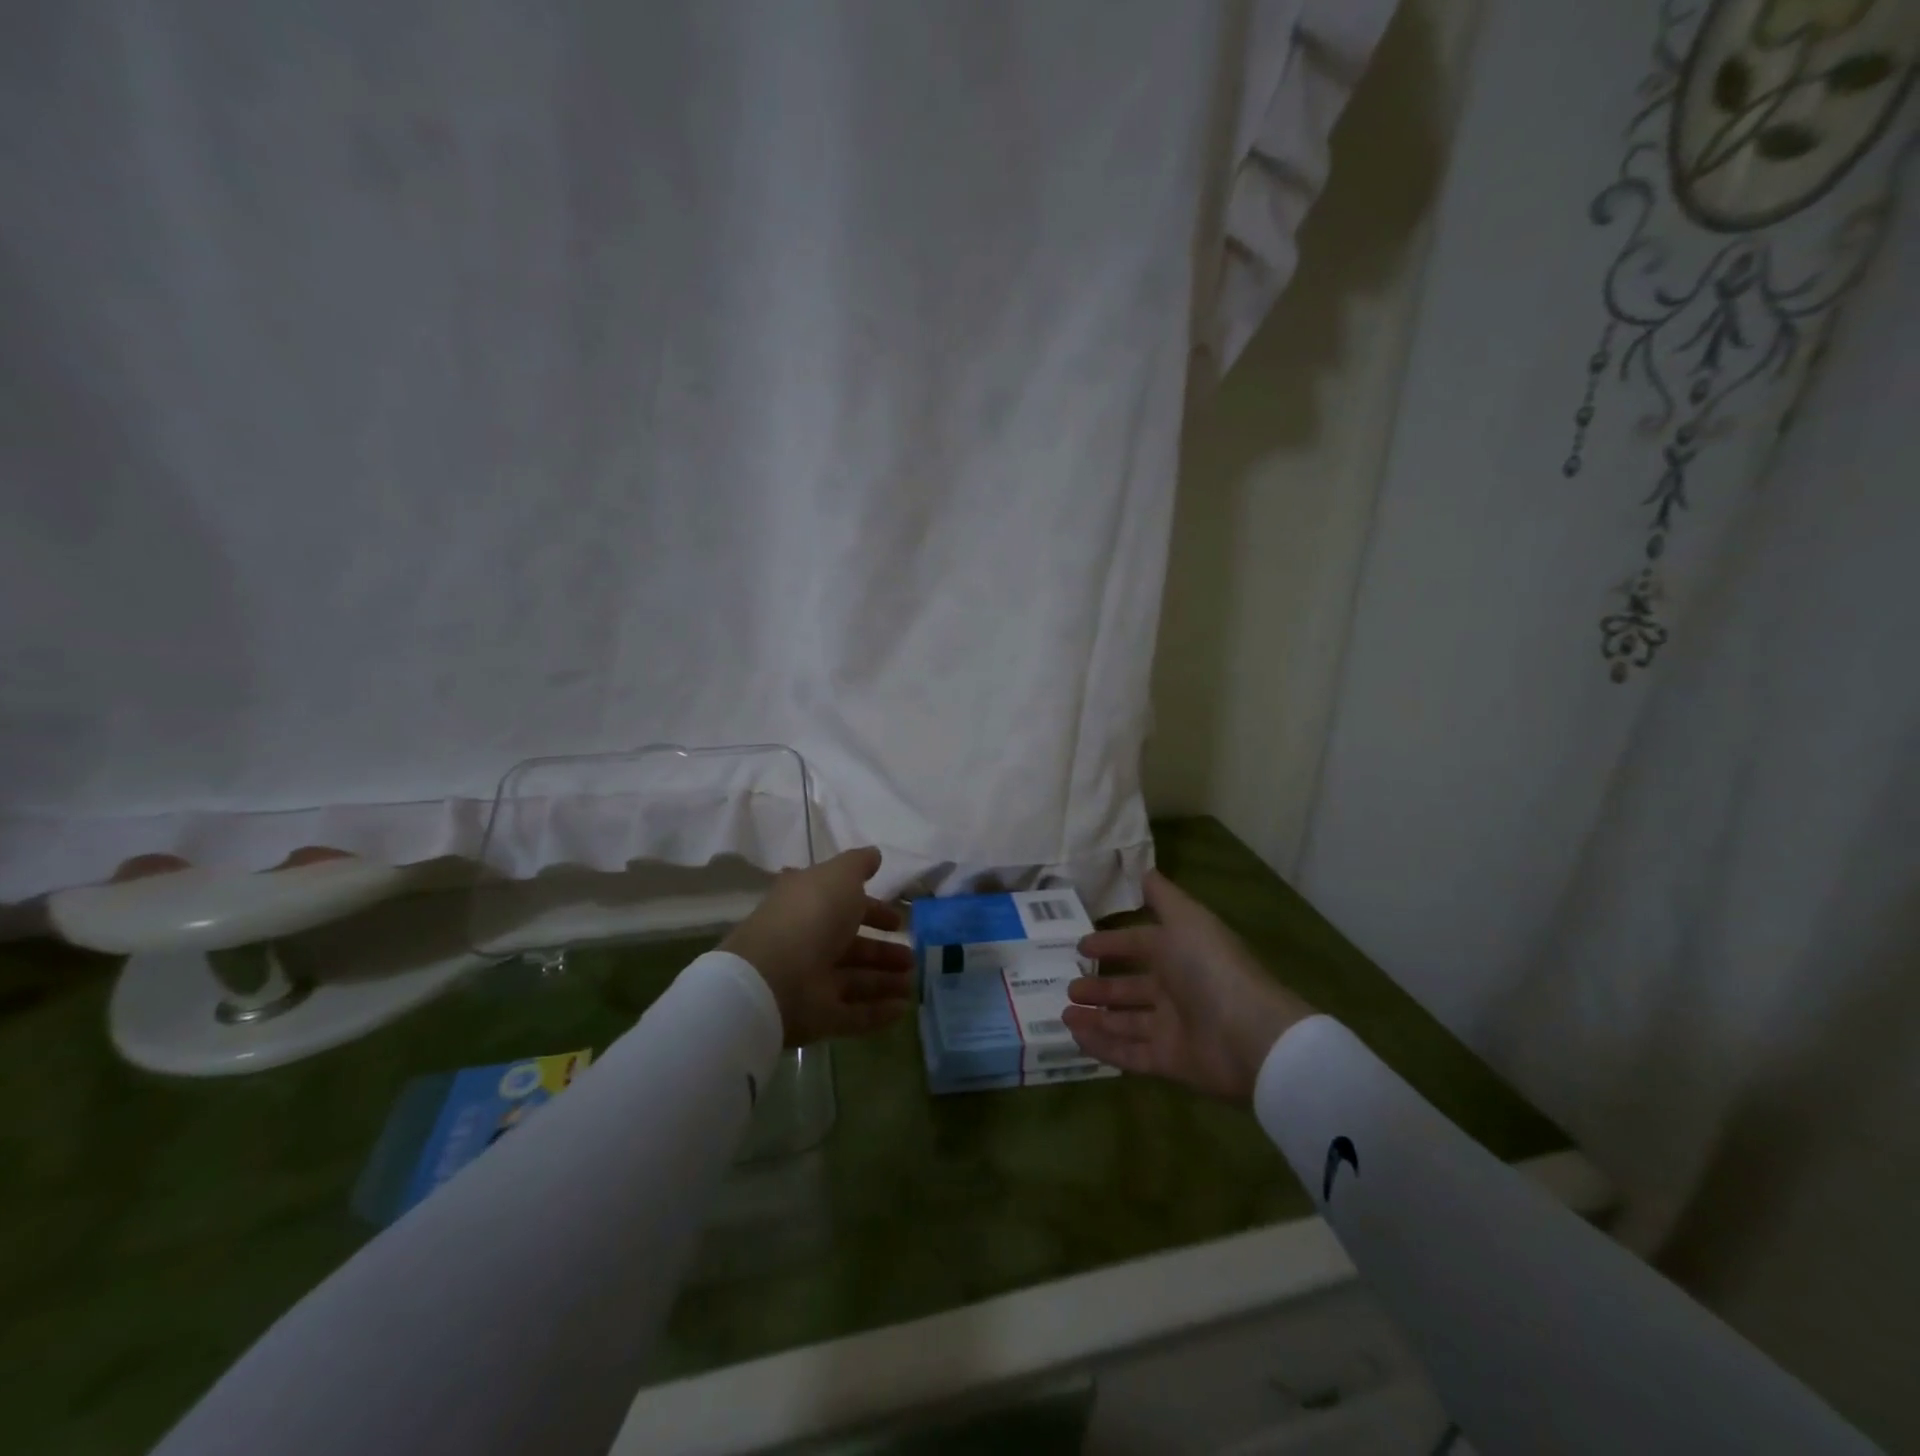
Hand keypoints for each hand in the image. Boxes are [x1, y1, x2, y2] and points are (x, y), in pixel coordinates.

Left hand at [719, 847, 913, 1046]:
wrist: (773, 977)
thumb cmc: (811, 915)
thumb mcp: (839, 876)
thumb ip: (859, 865)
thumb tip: (875, 855)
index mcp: (809, 906)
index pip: (844, 906)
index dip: (872, 910)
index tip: (898, 920)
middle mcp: (809, 942)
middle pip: (851, 947)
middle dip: (882, 951)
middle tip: (912, 956)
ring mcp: (812, 982)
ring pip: (855, 980)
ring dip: (884, 981)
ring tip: (913, 982)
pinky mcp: (818, 1016)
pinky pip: (853, 1014)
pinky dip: (878, 1012)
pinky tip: (903, 1009)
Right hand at [1063, 871, 1311, 1103]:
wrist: (1250, 1035)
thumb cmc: (1211, 968)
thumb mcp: (1186, 919)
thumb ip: (1163, 897)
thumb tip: (1144, 870)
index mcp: (1180, 954)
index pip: (1140, 945)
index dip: (1112, 944)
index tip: (1080, 946)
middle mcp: (1177, 991)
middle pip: (1131, 988)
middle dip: (1100, 986)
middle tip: (1069, 986)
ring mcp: (1173, 1029)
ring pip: (1127, 1022)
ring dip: (1096, 1017)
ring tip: (1065, 1013)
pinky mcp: (1169, 1062)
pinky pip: (1129, 1054)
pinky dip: (1103, 1047)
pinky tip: (1076, 1038)